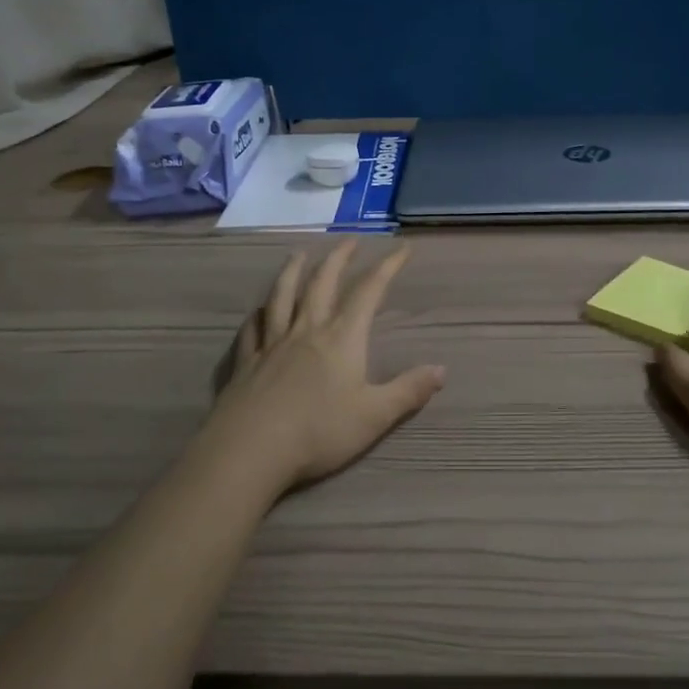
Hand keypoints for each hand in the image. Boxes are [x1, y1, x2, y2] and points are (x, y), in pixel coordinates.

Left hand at [194, 240, 445, 499]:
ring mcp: (272, 343)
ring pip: (282, 296)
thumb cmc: (319, 432)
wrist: (250, 449)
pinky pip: (252, 328)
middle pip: (323, 283)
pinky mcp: (246, 362)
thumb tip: (442, 369)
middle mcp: (307, 330)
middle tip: (350, 239)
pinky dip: (257, 314)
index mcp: (341, 338)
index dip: (387, 267)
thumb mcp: (374, 416)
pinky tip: (258, 310)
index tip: (402, 248)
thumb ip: (408, 391)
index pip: (368, 292)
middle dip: (339, 258)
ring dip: (293, 271)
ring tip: (299, 253)